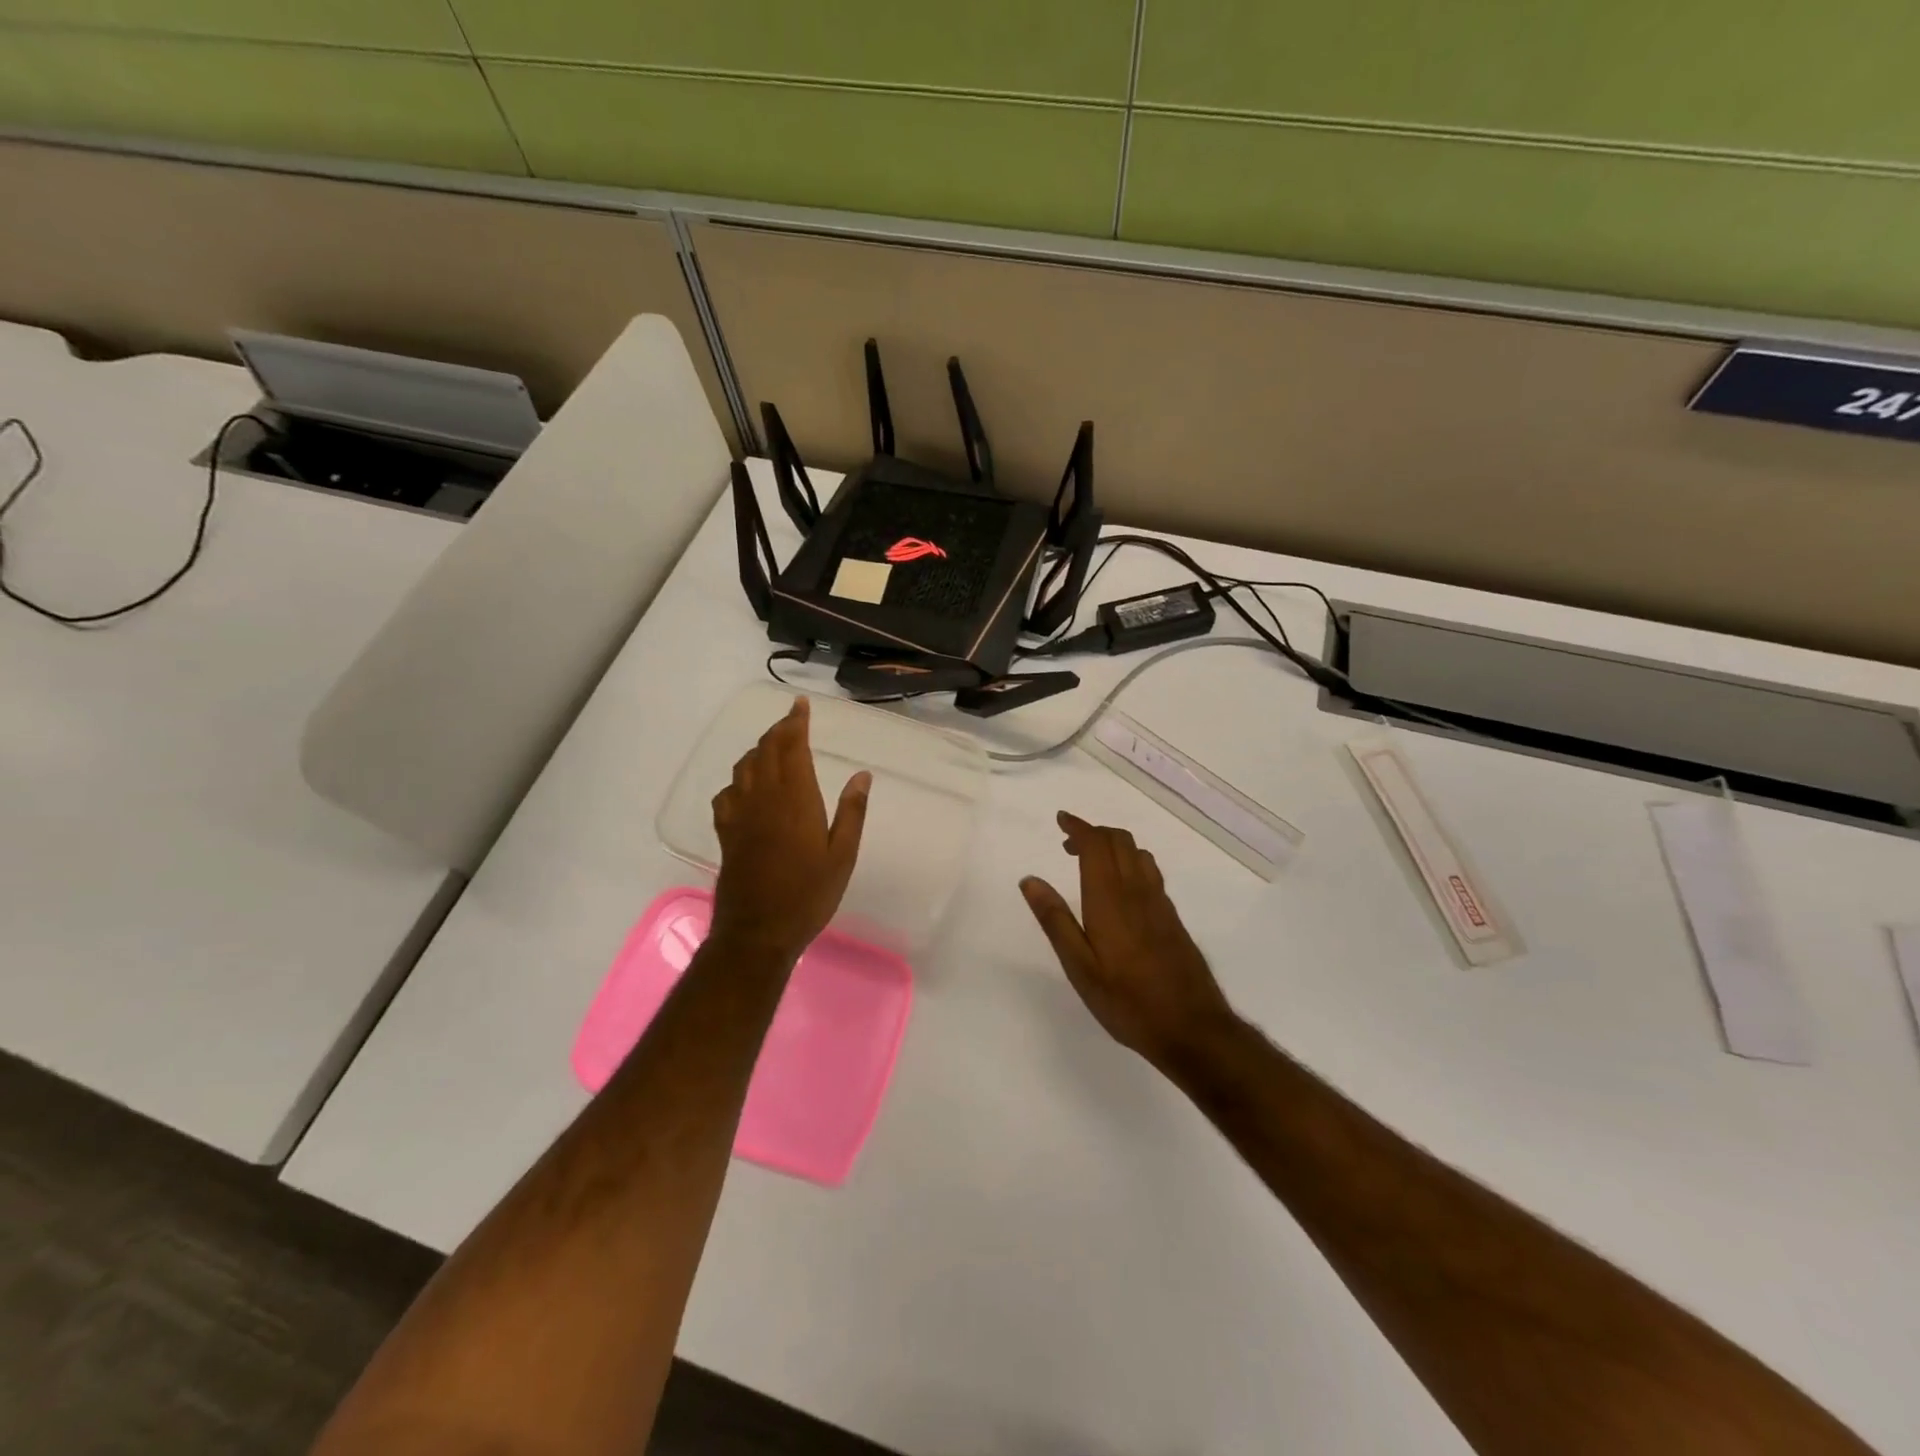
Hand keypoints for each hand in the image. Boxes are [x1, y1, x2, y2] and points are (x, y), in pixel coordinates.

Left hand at [709, 697, 870, 964]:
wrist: (758, 932)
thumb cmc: (809, 895)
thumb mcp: (842, 856)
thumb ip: (852, 812)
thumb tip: (862, 775)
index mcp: (795, 799)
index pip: (792, 747)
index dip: (795, 722)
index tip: (800, 704)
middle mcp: (764, 798)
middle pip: (765, 750)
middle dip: (778, 730)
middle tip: (792, 720)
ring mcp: (740, 814)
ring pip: (744, 767)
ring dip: (759, 750)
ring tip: (773, 747)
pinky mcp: (726, 832)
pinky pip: (727, 793)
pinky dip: (738, 779)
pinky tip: (746, 787)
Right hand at [1021, 812, 1237, 1071]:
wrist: (1192, 1028)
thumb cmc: (1127, 1001)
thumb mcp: (1080, 967)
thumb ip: (1055, 920)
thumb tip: (1030, 880)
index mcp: (1110, 899)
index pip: (1096, 844)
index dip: (1078, 826)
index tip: (1061, 820)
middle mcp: (1137, 891)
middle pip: (1119, 840)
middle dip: (1093, 832)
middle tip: (1068, 843)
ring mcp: (1159, 902)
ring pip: (1137, 853)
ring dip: (1113, 844)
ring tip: (1091, 861)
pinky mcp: (1172, 917)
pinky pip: (1150, 871)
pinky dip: (1129, 861)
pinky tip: (1121, 887)